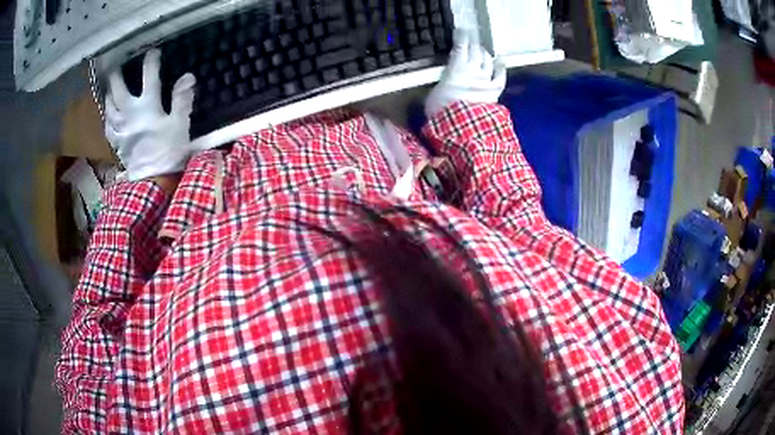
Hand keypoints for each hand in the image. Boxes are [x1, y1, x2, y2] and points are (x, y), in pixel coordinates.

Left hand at [105, 49, 196, 180]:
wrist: (153, 181)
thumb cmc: (169, 151)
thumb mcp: (180, 124)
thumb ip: (182, 99)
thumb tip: (188, 76)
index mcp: (147, 106)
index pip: (149, 77)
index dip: (150, 62)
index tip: (152, 51)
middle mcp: (129, 114)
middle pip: (119, 90)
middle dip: (117, 76)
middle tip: (115, 66)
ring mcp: (120, 129)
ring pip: (109, 107)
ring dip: (108, 95)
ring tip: (109, 88)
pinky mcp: (116, 143)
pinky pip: (108, 127)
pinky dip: (107, 117)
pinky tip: (108, 114)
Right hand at [425, 30, 506, 118]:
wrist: (461, 126)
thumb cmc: (441, 110)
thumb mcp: (433, 94)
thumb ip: (442, 84)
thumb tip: (443, 85)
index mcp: (456, 68)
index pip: (460, 46)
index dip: (461, 37)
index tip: (460, 31)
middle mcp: (473, 69)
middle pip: (475, 50)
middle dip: (473, 42)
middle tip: (471, 38)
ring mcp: (485, 79)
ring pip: (487, 60)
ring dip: (484, 53)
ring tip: (482, 50)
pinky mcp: (495, 90)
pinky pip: (500, 76)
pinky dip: (500, 68)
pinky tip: (500, 62)